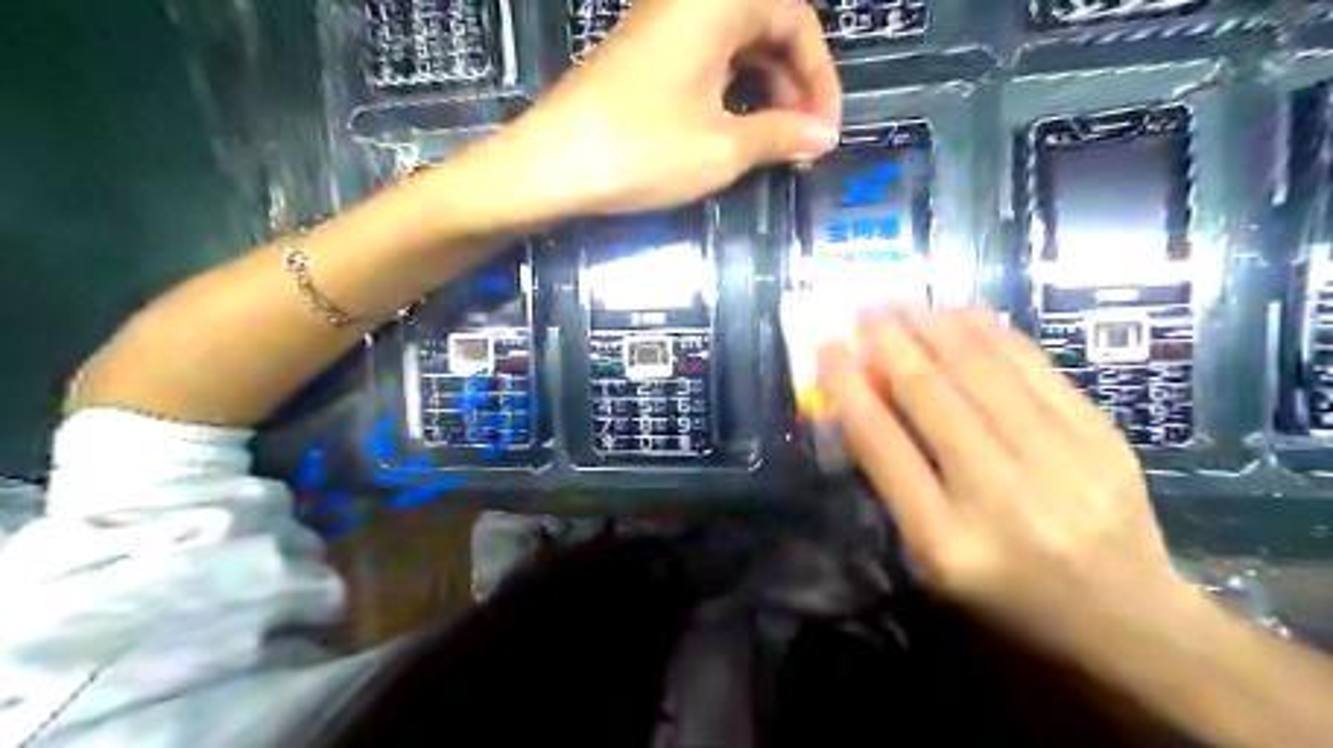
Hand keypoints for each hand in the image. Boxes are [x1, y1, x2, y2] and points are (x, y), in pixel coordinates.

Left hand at [495, 0, 835, 218]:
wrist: (550, 165)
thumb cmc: (642, 150)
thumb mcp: (722, 148)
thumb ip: (780, 135)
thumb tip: (822, 135)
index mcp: (717, 4)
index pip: (796, 21)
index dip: (821, 77)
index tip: (826, 129)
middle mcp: (690, 2)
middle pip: (765, 27)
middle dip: (794, 83)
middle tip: (804, 138)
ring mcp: (661, 27)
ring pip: (734, 47)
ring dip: (764, 90)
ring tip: (775, 141)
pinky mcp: (642, 57)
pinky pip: (704, 61)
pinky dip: (730, 93)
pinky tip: (735, 130)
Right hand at [819, 309, 1191, 654]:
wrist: (1126, 619)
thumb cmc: (1006, 597)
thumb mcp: (931, 560)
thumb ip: (894, 482)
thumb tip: (863, 399)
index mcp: (947, 542)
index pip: (883, 446)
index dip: (848, 389)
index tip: (828, 349)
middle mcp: (1001, 497)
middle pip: (931, 396)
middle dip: (887, 343)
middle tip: (862, 311)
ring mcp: (1061, 462)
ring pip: (982, 371)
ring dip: (933, 327)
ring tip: (902, 303)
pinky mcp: (1102, 439)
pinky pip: (1035, 368)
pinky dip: (990, 334)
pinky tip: (961, 314)